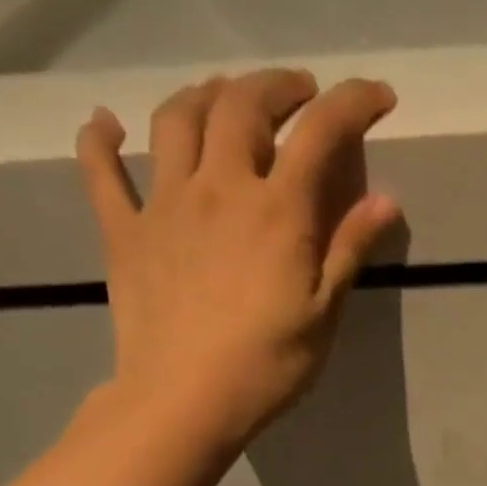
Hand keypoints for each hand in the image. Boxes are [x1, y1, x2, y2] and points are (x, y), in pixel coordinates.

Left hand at [75, 68, 401, 447]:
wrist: (186, 400)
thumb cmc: (269, 364)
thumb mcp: (325, 312)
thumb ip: (350, 248)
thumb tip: (386, 200)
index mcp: (277, 211)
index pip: (320, 135)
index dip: (352, 104)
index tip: (378, 94)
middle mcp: (219, 187)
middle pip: (242, 106)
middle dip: (276, 85)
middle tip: (298, 91)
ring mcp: (163, 203)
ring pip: (177, 119)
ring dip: (205, 94)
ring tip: (225, 96)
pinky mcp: (123, 230)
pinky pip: (101, 169)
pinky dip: (101, 138)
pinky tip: (107, 124)